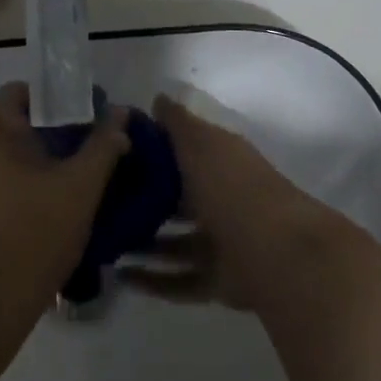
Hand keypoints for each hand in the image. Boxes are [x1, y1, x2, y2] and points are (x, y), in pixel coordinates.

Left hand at [0, 84, 130, 348]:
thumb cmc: (32, 236)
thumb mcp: (80, 189)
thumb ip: (103, 146)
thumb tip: (120, 113)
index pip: (21, 92)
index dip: (55, 100)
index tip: (83, 122)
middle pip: (10, 126)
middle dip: (46, 137)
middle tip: (81, 160)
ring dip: (27, 168)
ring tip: (62, 194)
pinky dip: (8, 194)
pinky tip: (33, 222)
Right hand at [121, 90, 345, 311]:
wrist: (277, 253)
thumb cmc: (232, 187)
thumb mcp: (200, 143)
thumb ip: (177, 123)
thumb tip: (158, 99)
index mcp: (222, 162)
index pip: (185, 151)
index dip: (152, 151)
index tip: (114, 153)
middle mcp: (223, 199)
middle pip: (179, 199)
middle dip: (145, 200)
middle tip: (103, 200)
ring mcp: (223, 242)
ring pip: (176, 242)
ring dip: (144, 242)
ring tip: (105, 241)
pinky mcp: (219, 281)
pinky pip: (179, 280)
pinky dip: (152, 280)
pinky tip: (120, 276)